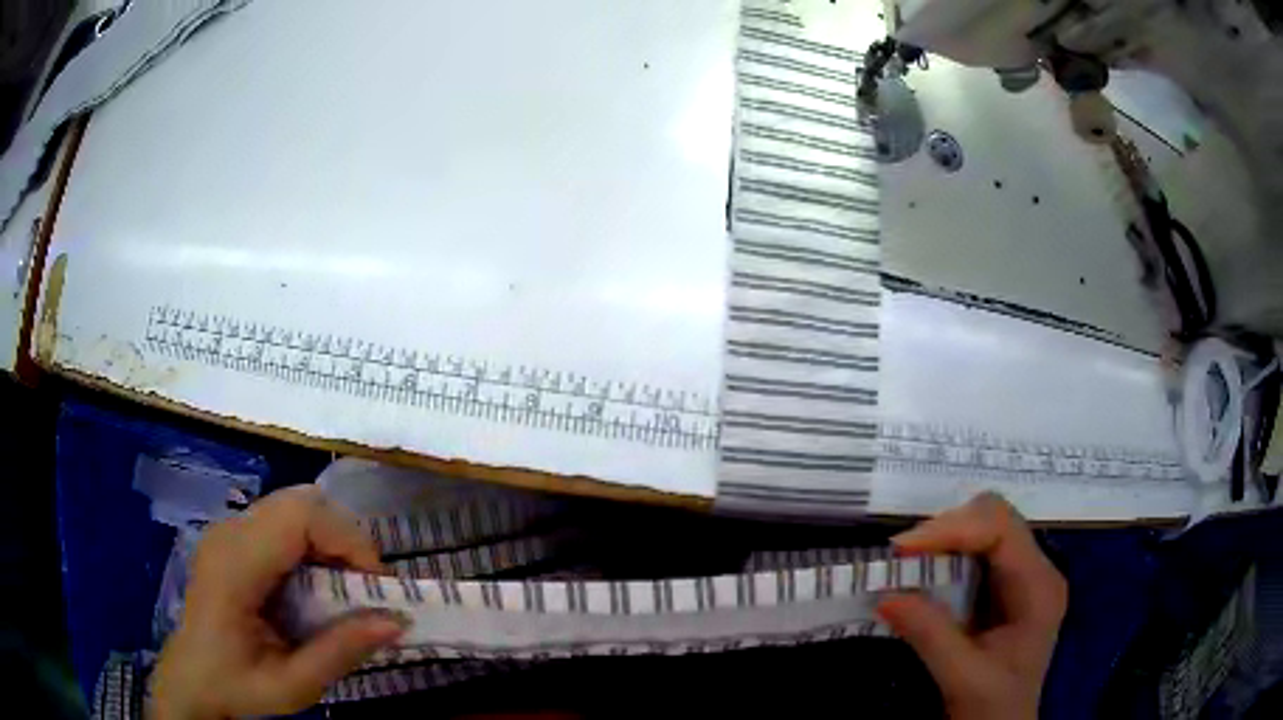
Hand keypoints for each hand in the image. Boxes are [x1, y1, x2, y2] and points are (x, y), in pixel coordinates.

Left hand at [150, 485, 406, 718]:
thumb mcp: (292, 686)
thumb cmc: (236, 687)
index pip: (300, 516)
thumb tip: (397, 622)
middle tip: (365, 587)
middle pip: (301, 501)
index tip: (377, 588)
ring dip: (330, 539)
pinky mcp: (232, 536)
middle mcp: (229, 532)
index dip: (348, 540)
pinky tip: (314, 584)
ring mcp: (228, 529)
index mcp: (235, 565)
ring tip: (344, 587)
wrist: (191, 680)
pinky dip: (312, 543)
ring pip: (294, 505)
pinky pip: (283, 520)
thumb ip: (340, 652)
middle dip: (345, 538)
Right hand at [877, 492, 1067, 719]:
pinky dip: (944, 555)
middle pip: (995, 519)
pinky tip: (923, 573)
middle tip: (902, 555)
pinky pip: (974, 552)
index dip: (953, 527)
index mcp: (1039, 587)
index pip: (1003, 529)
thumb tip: (886, 595)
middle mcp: (1036, 570)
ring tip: (907, 562)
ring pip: (983, 528)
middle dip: (946, 529)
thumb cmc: (994, 708)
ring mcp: (1021, 577)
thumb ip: (931, 636)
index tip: (903, 547)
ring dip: (943, 539)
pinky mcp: (1003, 587)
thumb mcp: (964, 679)